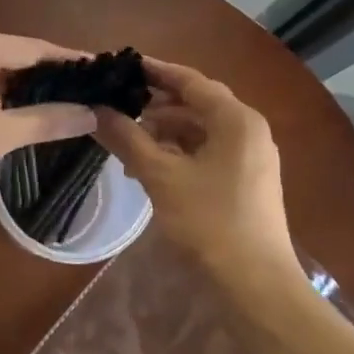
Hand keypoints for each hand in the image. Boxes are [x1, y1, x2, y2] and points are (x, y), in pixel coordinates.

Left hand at [0, 25, 98, 211]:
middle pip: (14, 55)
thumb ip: (44, 121)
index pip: (36, 48)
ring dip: (20, 88)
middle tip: (85, 96)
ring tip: (57, 107)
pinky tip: (11, 115)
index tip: (101, 72)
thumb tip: (91, 114)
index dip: (70, 62)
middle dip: (47, 77)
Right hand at [92, 58, 294, 281]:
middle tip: (117, 104)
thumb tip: (96, 109)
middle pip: (196, 103)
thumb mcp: (161, 177)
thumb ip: (128, 139)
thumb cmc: (210, 223)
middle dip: (155, 105)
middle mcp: (248, 129)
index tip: (120, 66)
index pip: (189, 80)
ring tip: (127, 141)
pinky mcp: (247, 180)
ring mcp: (251, 156)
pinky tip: (150, 167)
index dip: (154, 71)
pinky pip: (209, 152)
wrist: (257, 287)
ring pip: (201, 130)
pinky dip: (180, 153)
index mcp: (236, 119)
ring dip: (165, 132)